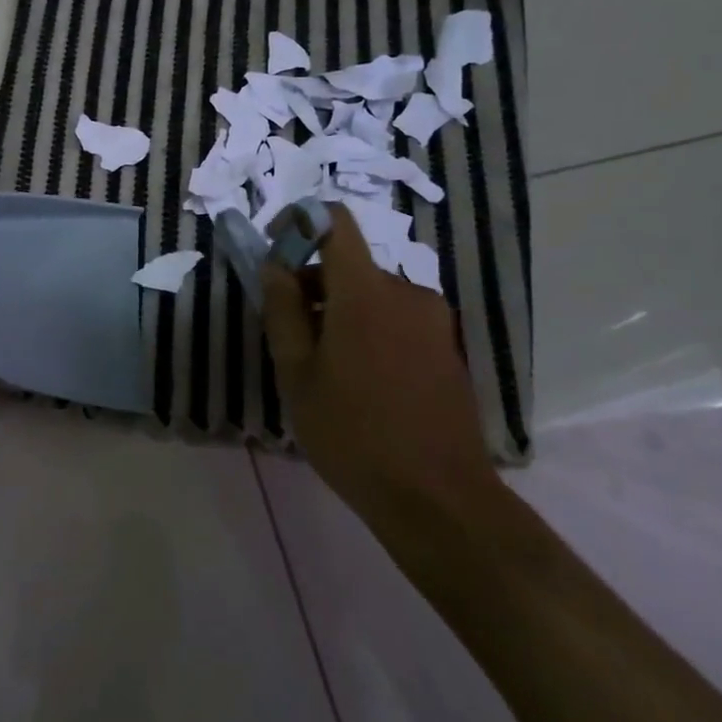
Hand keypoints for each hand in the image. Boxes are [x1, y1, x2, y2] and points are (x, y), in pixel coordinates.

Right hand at [259, 207, 500, 532]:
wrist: (438, 498)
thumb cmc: (352, 433)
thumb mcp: (296, 374)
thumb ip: (282, 311)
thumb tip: (274, 266)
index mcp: (365, 291)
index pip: (335, 223)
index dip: (300, 223)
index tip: (275, 251)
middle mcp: (406, 292)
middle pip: (349, 266)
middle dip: (313, 287)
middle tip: (289, 337)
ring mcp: (433, 321)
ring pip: (372, 296)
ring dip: (340, 314)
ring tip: (322, 369)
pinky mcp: (447, 348)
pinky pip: (396, 320)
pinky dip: (368, 332)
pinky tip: (359, 383)